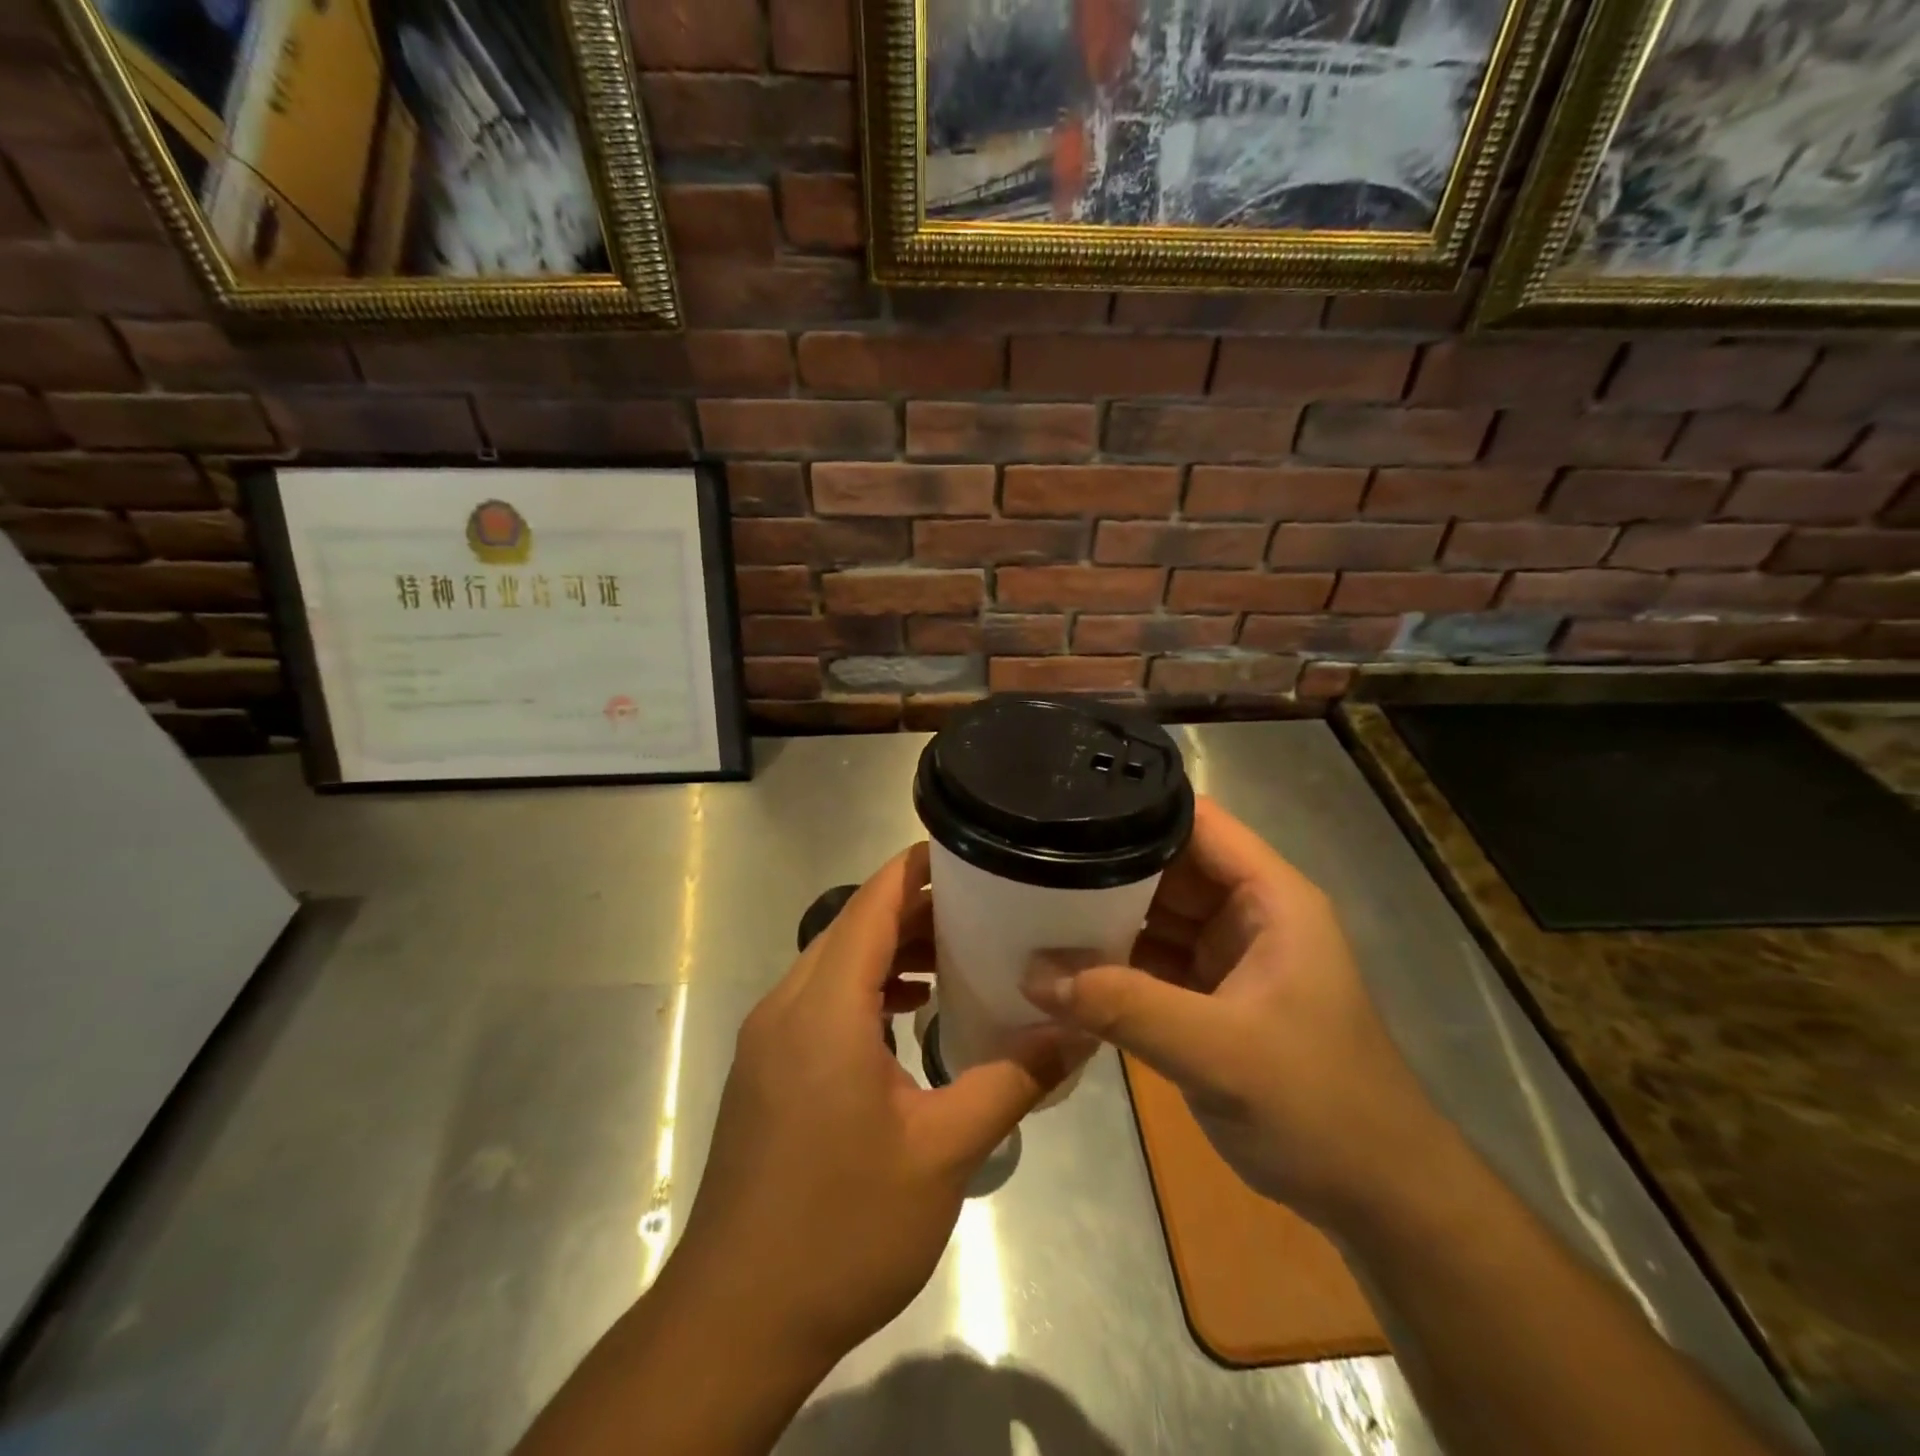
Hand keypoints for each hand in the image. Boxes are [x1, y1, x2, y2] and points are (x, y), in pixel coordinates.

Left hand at [672, 842, 1082, 1365]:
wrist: (738, 1318)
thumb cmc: (842, 1228)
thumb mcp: (942, 1153)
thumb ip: (1011, 1080)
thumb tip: (1076, 1033)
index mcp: (824, 1009)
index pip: (870, 906)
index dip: (914, 870)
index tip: (965, 851)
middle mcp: (786, 1007)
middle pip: (852, 929)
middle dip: (913, 910)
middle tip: (981, 909)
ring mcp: (768, 1039)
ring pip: (833, 965)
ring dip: (888, 952)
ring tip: (952, 957)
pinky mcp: (764, 1070)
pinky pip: (819, 1001)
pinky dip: (865, 990)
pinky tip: (906, 1016)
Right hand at [1023, 796, 1444, 1229]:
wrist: (1376, 1197)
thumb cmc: (1318, 1105)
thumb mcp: (1219, 1052)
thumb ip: (1125, 1008)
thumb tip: (1032, 973)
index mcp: (1270, 898)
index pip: (1197, 823)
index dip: (1137, 807)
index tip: (1065, 805)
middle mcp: (1247, 914)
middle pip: (1165, 866)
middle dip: (1103, 864)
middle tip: (1028, 860)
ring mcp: (1227, 956)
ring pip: (1152, 915)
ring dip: (1101, 916)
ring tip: (1028, 902)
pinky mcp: (1210, 998)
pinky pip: (1150, 962)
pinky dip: (1111, 963)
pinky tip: (1060, 964)